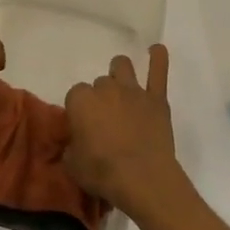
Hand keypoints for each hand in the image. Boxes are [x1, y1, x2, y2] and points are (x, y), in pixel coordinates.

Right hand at [63, 45, 182, 217]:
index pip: (75, 94)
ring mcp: (132, 91)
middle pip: (99, 82)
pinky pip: (158, 71)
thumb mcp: (72, 164)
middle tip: (106, 118)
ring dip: (120, 74)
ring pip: (122, 66)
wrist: (143, 179)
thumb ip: (71, 147)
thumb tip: (76, 143)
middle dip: (101, 96)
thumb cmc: (102, 173)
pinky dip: (157, 58)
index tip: (84, 125)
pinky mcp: (156, 99)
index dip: (80, 110)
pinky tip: (156, 50)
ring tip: (122, 88)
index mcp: (80, 101)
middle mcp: (105, 89)